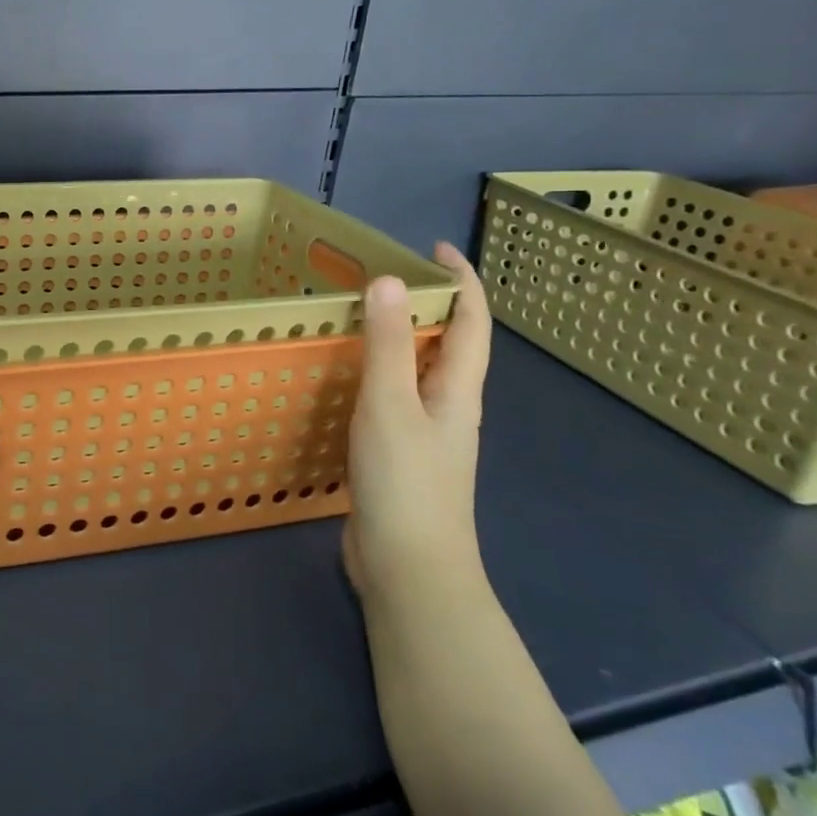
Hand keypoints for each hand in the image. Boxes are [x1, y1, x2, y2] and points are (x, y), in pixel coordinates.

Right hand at [343, 241, 490, 601]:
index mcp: (457, 391)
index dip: (461, 281)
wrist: (409, 568)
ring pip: (418, 372)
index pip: (471, 323)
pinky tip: (345, 378)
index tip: (435, 248)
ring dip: (400, 338)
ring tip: (360, 316)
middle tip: (381, 276)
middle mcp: (447, 407)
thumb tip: (390, 280)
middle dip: (427, 305)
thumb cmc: (406, 481)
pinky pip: (392, 397)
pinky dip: (375, 373)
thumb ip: (390, 344)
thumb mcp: (391, 404)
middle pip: (449, 344)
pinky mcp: (399, 455)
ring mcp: (425, 434)